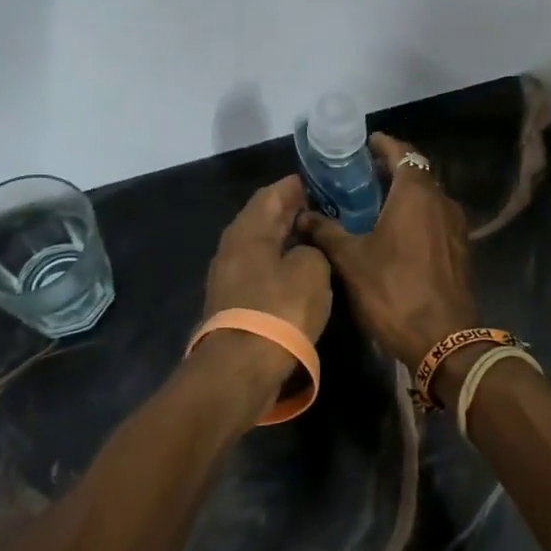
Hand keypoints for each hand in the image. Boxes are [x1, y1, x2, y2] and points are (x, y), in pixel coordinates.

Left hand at [200, 176, 333, 396]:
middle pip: (263, 219)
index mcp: (248, 230)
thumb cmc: (279, 309)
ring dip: (284, 239)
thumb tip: (305, 252)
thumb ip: (313, 249)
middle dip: (290, 211)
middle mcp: (232, 247)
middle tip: (321, 207)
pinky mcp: (233, 303)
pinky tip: (299, 271)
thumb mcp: (311, 270)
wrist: (240, 368)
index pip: (271, 194)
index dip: (294, 186)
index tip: (317, 182)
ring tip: (315, 237)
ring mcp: (229, 277)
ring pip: (261, 246)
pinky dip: (279, 263)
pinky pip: (260, 270)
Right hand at [297, 134, 477, 370]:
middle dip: (391, 169)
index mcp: (416, 193)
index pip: (402, 153)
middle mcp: (441, 201)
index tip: (364, 143)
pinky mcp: (460, 249)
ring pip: (428, 197)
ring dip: (404, 194)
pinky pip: (435, 219)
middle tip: (360, 175)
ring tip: (373, 203)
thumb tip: (301, 215)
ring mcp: (455, 226)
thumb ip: (326, 231)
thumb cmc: (394, 291)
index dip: (383, 144)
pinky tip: (394, 233)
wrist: (445, 340)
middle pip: (417, 173)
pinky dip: (416, 216)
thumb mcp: (351, 261)